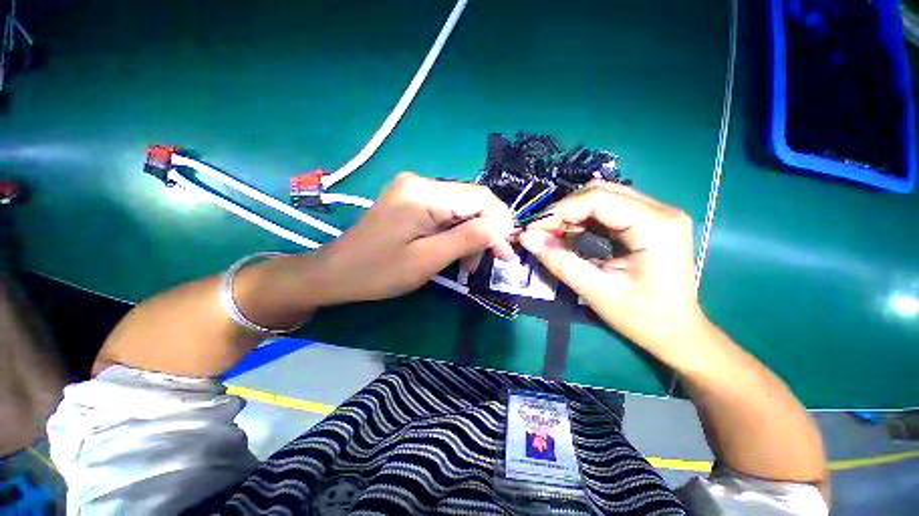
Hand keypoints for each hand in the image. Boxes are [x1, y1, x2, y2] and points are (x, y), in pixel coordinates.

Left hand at [315, 173, 514, 303]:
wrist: (337, 273)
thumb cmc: (379, 272)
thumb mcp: (427, 260)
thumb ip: (467, 239)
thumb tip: (502, 226)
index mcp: (424, 193)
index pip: (479, 197)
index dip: (500, 222)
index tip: (506, 252)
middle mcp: (421, 183)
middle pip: (471, 202)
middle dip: (486, 231)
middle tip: (493, 260)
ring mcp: (415, 190)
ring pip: (460, 209)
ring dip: (471, 235)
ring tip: (468, 264)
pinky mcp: (411, 201)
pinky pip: (445, 213)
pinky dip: (456, 233)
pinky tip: (454, 251)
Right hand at [518, 181, 707, 363]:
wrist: (678, 333)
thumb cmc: (642, 317)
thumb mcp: (596, 291)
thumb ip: (559, 261)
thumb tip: (527, 238)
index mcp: (655, 226)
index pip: (597, 199)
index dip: (559, 211)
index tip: (533, 230)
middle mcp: (661, 210)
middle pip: (599, 192)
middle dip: (563, 211)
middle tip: (540, 233)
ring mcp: (657, 213)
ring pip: (602, 197)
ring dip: (571, 214)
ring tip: (551, 235)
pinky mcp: (649, 221)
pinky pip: (608, 209)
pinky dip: (583, 219)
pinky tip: (570, 235)